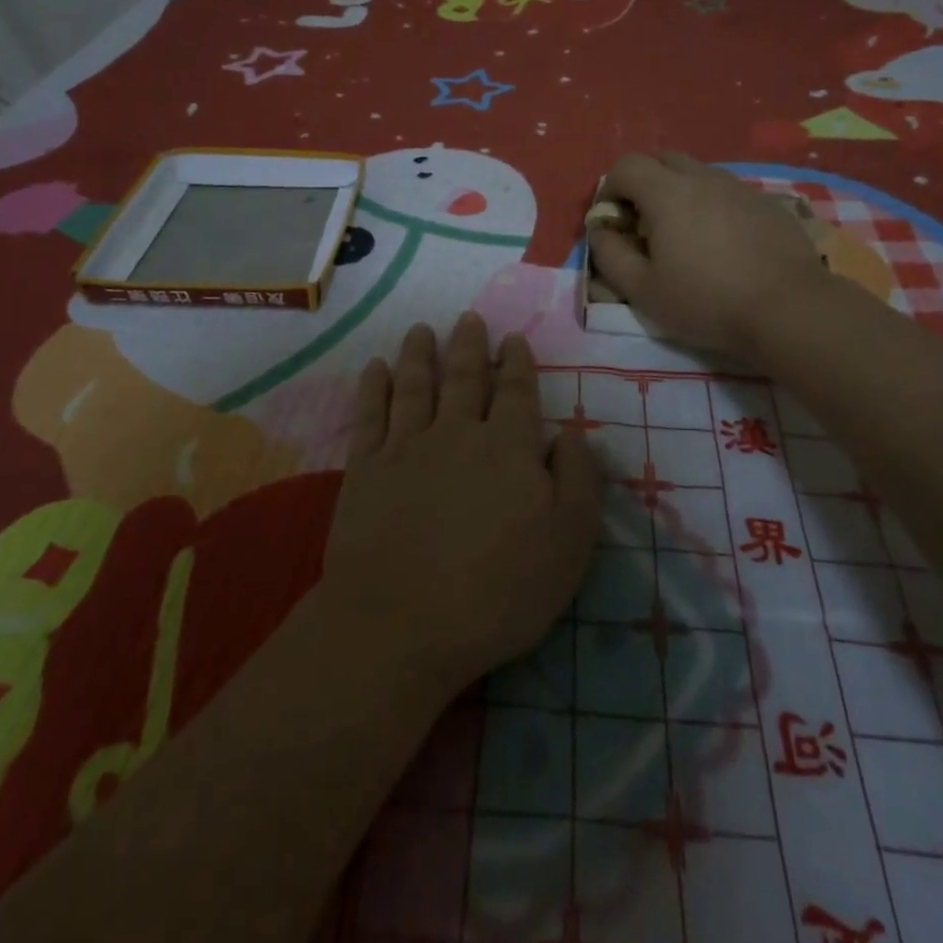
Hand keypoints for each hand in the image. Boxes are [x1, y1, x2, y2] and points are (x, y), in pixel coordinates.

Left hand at [320, 314, 600, 696]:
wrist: (402, 623)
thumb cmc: (498, 590)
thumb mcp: (568, 542)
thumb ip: (578, 479)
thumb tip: (573, 432)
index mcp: (508, 447)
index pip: (516, 392)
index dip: (516, 363)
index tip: (512, 339)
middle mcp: (457, 433)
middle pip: (464, 378)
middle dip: (469, 345)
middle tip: (468, 318)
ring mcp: (406, 447)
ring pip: (415, 386)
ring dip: (419, 354)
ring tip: (421, 330)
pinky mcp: (365, 469)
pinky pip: (370, 415)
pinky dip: (373, 387)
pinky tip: (375, 368)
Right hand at [588, 152, 828, 359]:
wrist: (789, 308)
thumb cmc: (706, 301)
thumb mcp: (643, 290)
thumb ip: (610, 255)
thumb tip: (600, 231)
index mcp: (667, 193)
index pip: (626, 165)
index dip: (610, 188)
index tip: (613, 222)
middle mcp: (703, 178)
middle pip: (663, 160)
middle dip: (644, 184)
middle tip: (645, 225)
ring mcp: (740, 188)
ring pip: (698, 174)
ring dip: (680, 194)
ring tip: (685, 237)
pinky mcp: (767, 204)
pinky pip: (728, 193)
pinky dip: (713, 207)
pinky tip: (723, 245)